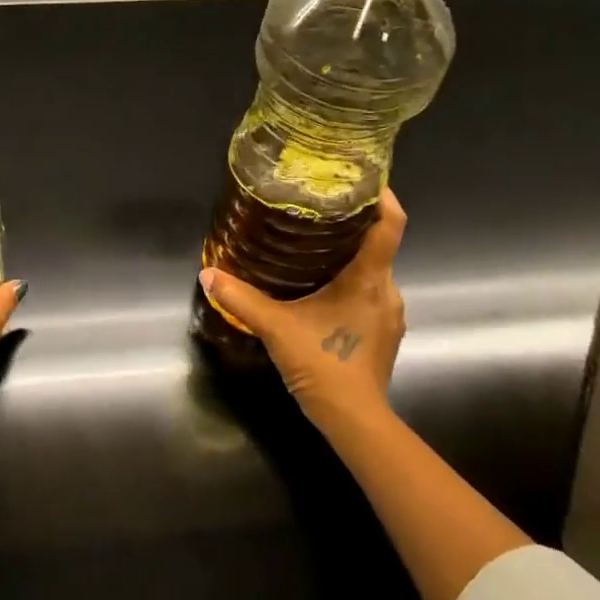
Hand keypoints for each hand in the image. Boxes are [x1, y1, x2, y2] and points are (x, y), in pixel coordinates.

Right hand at [199, 189, 406, 425]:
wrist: (354, 419)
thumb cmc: (322, 363)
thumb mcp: (274, 327)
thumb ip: (241, 298)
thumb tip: (207, 275)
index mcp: (368, 279)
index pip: (390, 226)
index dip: (384, 197)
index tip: (365, 180)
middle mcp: (388, 291)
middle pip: (378, 248)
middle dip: (354, 229)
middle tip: (319, 215)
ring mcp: (391, 315)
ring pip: (374, 275)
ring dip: (350, 262)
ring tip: (316, 252)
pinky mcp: (385, 335)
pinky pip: (372, 297)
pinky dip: (352, 288)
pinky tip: (324, 296)